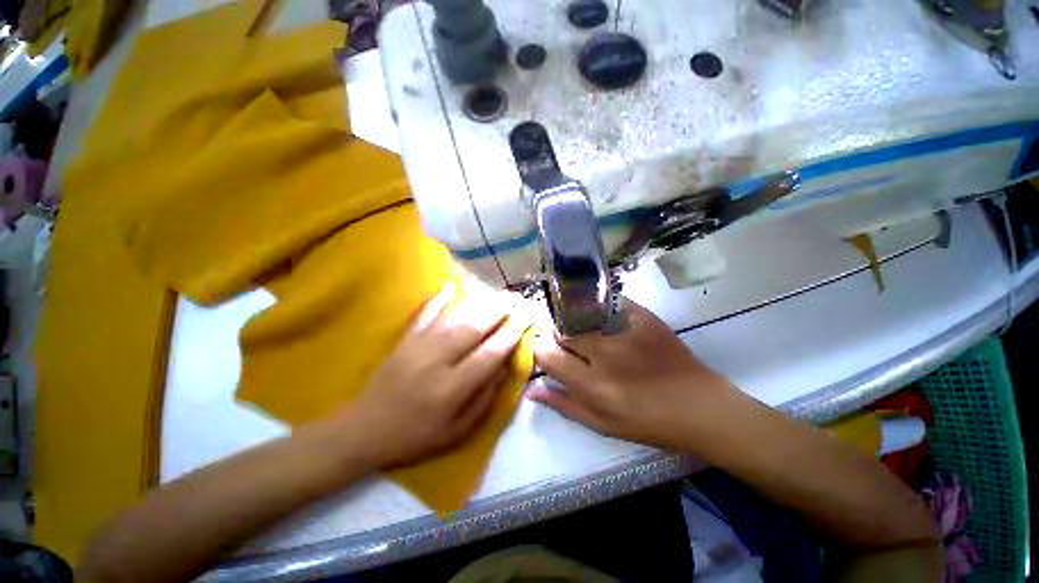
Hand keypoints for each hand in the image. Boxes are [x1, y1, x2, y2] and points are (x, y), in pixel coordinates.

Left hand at [338, 285, 526, 469]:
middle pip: (472, 329)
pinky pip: (424, 314)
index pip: (488, 356)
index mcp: (451, 389)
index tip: (523, 324)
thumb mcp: (456, 432)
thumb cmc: (415, 436)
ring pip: (453, 318)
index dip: (508, 338)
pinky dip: (438, 299)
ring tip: (495, 294)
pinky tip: (451, 286)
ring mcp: (418, 347)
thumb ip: (484, 399)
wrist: (364, 430)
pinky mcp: (404, 340)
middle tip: (514, 302)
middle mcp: (436, 362)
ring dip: (477, 304)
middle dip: (497, 313)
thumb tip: (503, 369)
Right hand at [528, 298, 736, 451]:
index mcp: (593, 386)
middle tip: (567, 339)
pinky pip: (613, 304)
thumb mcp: (603, 425)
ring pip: (584, 315)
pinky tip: (607, 318)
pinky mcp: (646, 320)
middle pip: (564, 330)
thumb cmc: (649, 423)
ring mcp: (627, 334)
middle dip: (558, 333)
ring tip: (586, 328)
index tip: (546, 349)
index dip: (541, 349)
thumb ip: (564, 405)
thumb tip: (532, 389)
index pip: (549, 355)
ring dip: (578, 320)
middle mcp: (606, 356)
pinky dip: (604, 308)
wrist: (701, 408)